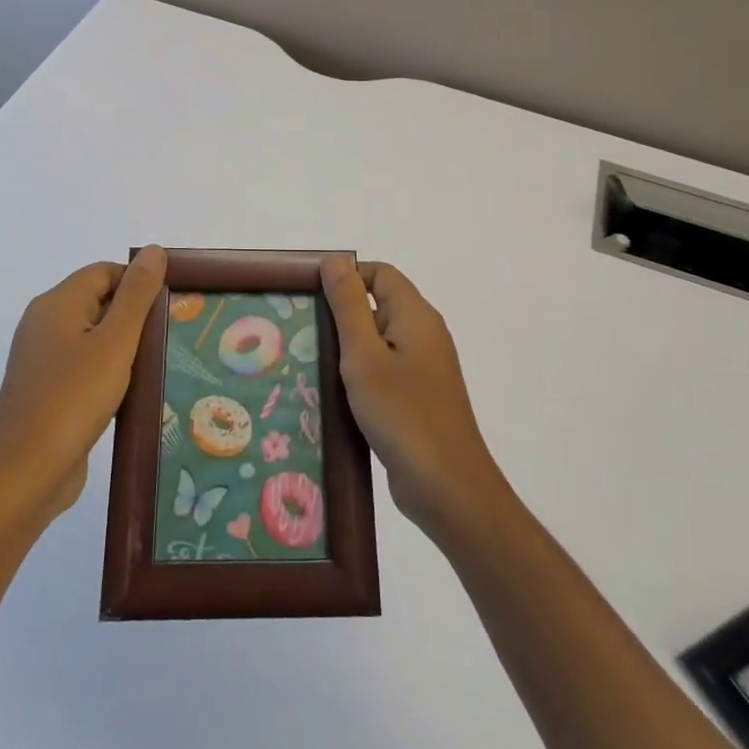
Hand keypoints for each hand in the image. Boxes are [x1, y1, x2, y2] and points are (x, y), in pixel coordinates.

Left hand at [0, 245, 165, 524]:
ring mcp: (42, 359)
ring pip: (93, 336)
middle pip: (99, 301)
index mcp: (56, 303)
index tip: (170, 307)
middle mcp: (44, 323)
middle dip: (135, 315)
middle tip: (169, 335)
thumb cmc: (73, 399)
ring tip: (157, 364)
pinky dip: (108, 372)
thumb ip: (137, 294)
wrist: (24, 475)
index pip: (105, 272)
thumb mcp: (115, 342)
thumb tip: (154, 250)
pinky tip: (131, 392)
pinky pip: (84, 366)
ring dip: (124, 347)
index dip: (138, 283)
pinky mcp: (45, 390)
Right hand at [322, 256, 506, 539]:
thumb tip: (335, 259)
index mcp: (416, 316)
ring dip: (347, 350)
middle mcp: (424, 335)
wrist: (448, 488)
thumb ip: (349, 305)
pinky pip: (384, 372)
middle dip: (340, 315)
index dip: (346, 277)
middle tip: (300, 331)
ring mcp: (424, 369)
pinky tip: (332, 396)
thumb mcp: (364, 355)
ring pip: (378, 343)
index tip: (309, 295)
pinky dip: (359, 377)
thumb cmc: (403, 414)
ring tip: (308, 363)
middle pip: (378, 306)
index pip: (380, 274)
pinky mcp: (418, 399)